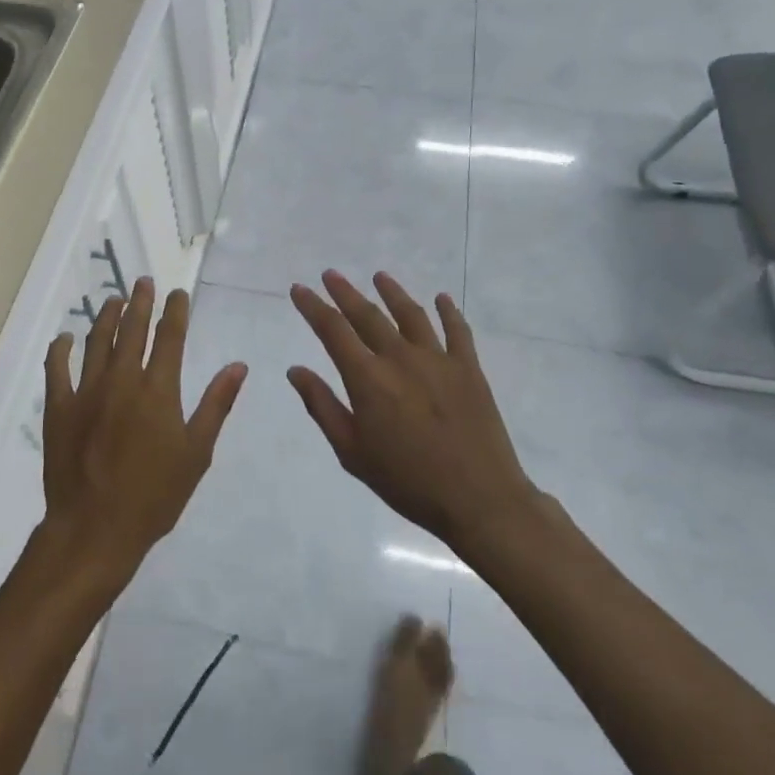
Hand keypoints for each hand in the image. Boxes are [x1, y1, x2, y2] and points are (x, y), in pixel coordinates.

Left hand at [40, 278, 246, 587]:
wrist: (95, 530)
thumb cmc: (154, 496)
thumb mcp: (196, 453)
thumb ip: (216, 404)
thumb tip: (238, 366)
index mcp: (158, 389)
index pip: (170, 337)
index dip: (175, 311)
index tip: (177, 293)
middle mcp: (122, 379)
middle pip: (132, 329)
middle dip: (140, 301)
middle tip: (143, 281)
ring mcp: (86, 391)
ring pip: (97, 341)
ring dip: (107, 316)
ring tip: (114, 299)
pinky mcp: (59, 407)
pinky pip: (56, 368)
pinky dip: (61, 348)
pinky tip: (66, 337)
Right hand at [288, 270, 537, 553]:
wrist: (479, 500)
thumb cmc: (408, 481)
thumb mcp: (352, 452)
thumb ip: (322, 406)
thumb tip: (295, 370)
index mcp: (368, 378)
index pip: (333, 330)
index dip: (313, 307)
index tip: (299, 289)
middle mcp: (400, 358)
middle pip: (367, 314)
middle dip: (345, 292)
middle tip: (330, 275)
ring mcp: (438, 359)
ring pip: (410, 314)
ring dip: (392, 292)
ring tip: (379, 277)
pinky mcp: (469, 369)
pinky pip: (457, 331)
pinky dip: (447, 311)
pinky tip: (440, 299)